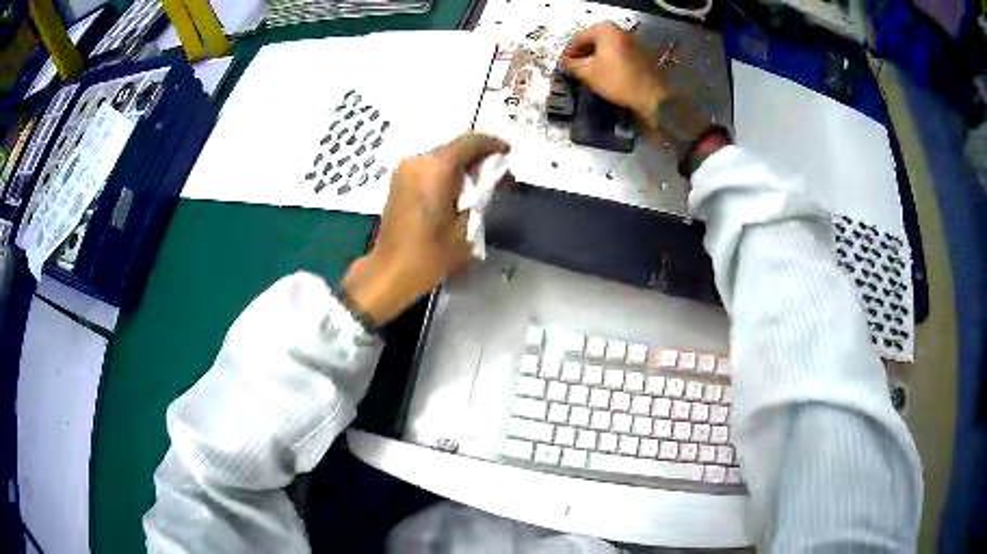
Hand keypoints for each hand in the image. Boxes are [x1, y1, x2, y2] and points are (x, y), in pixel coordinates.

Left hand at [341, 134, 508, 324]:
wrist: (389, 271)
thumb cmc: (429, 255)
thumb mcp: (465, 228)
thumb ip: (479, 196)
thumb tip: (487, 180)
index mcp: (435, 169)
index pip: (469, 143)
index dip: (492, 144)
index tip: (508, 152)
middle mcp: (418, 162)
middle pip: (455, 148)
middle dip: (478, 157)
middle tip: (497, 174)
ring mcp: (404, 170)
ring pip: (441, 157)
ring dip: (462, 166)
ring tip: (479, 184)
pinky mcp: (398, 181)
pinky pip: (428, 167)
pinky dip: (446, 173)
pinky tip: (458, 190)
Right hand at [561, 23, 667, 129]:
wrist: (652, 96)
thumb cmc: (617, 81)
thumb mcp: (587, 73)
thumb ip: (571, 64)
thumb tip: (564, 61)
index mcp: (605, 30)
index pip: (578, 38)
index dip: (568, 52)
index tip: (562, 64)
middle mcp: (619, 30)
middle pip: (593, 40)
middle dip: (583, 53)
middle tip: (575, 68)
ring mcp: (633, 40)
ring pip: (607, 47)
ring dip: (596, 57)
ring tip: (589, 71)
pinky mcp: (642, 52)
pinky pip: (619, 52)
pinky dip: (610, 60)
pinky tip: (606, 72)